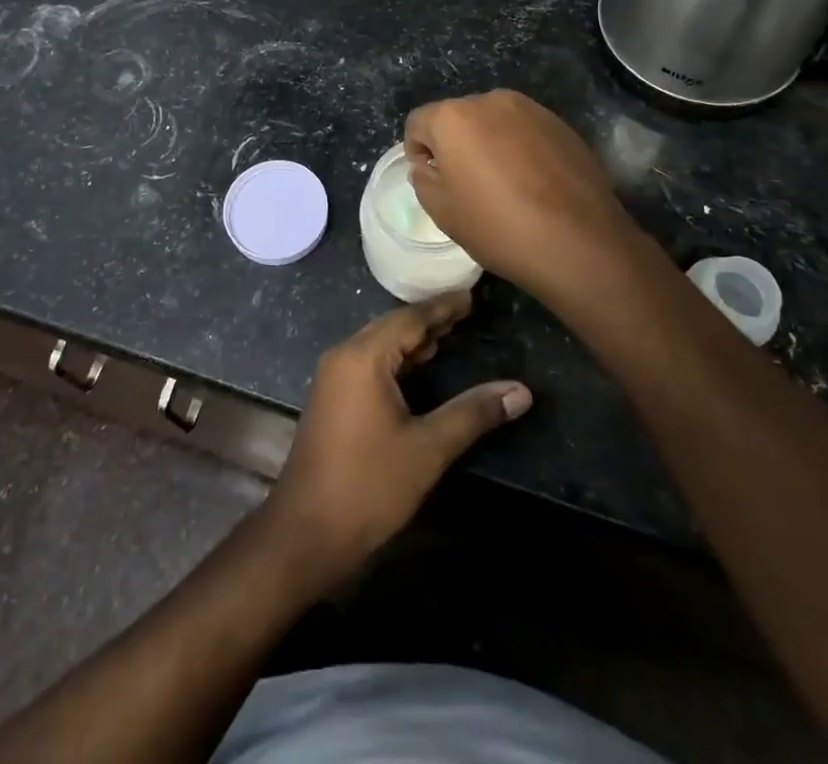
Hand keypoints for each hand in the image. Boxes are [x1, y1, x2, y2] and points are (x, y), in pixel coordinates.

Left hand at [263, 292, 530, 590]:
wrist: (307, 530)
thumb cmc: (369, 484)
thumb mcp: (428, 448)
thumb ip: (473, 413)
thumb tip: (520, 391)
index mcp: (363, 356)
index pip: (409, 318)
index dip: (443, 307)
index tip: (472, 296)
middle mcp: (344, 355)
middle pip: (392, 326)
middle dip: (429, 320)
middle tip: (467, 313)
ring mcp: (333, 376)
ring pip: (379, 344)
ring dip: (412, 340)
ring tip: (449, 335)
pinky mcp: (331, 397)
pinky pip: (368, 362)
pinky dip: (396, 359)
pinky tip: (418, 367)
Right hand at [405, 89, 652, 302]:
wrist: (579, 242)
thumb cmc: (499, 227)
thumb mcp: (443, 212)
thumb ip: (424, 179)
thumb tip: (429, 166)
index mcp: (453, 118)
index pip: (418, 122)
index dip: (416, 150)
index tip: (430, 178)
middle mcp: (490, 101)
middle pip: (457, 117)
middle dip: (453, 143)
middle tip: (464, 182)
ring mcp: (530, 109)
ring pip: (493, 121)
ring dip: (487, 143)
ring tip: (501, 182)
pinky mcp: (560, 124)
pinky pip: (524, 130)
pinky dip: (518, 147)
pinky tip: (532, 182)